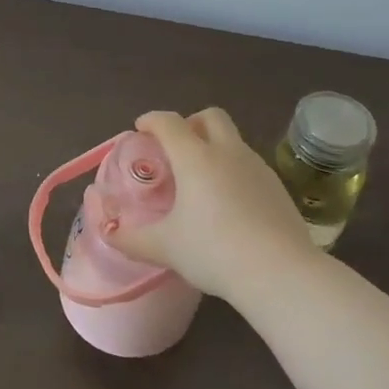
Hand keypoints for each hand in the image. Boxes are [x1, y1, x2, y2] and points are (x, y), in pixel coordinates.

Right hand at [105, 107, 320, 301]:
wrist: (279, 272)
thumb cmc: (214, 252)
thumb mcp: (165, 248)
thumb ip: (131, 238)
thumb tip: (109, 232)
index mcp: (196, 158)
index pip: (169, 122)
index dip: (151, 120)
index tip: (141, 129)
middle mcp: (228, 152)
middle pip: (210, 116)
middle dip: (190, 123)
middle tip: (176, 147)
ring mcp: (258, 167)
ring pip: (233, 141)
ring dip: (215, 147)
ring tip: (201, 181)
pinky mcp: (278, 187)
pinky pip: (250, 166)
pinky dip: (234, 171)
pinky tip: (230, 204)